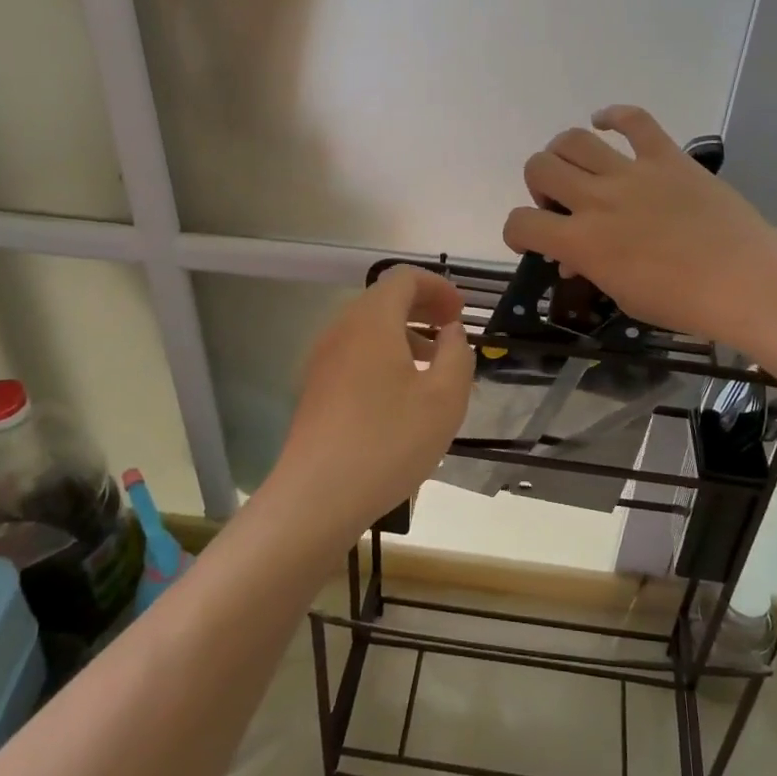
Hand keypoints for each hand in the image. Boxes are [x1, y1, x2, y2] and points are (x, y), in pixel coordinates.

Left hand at [268, 266, 472, 537]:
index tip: (461, 313)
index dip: (438, 287)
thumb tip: (450, 332)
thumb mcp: (444, 398)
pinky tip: (401, 395)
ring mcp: (323, 359)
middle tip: (452, 331)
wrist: (317, 497)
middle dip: (422, 308)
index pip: (404, 278)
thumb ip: (456, 354)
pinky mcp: (315, 388)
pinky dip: (383, 356)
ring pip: (368, 329)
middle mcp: (341, 330)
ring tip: (432, 366)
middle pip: (383, 300)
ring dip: (403, 334)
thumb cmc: (388, 441)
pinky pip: (355, 354)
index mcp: (372, 321)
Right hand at [502, 105, 776, 348]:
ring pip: (573, 139)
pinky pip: (634, 119)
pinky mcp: (666, 156)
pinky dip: (614, 116)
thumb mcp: (622, 296)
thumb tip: (573, 257)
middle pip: (539, 167)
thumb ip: (590, 269)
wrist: (745, 280)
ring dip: (564, 153)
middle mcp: (597, 199)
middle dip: (538, 185)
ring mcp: (632, 173)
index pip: (521, 222)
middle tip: (560, 203)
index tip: (531, 239)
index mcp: (582, 242)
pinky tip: (606, 124)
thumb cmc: (682, 302)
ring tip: (578, 169)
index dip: (517, 231)